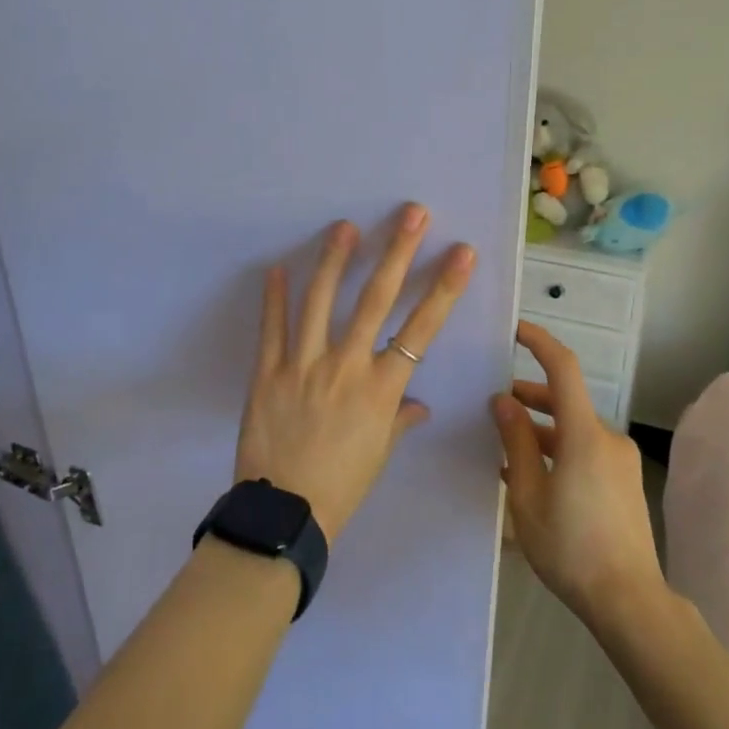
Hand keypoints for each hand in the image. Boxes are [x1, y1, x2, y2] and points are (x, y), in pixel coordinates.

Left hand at [236, 205, 476, 543]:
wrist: (284, 515)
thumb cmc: (342, 486)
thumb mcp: (379, 453)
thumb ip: (399, 420)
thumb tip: (417, 405)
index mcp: (382, 388)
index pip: (421, 328)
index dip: (444, 287)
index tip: (460, 252)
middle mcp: (347, 366)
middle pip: (377, 299)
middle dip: (397, 252)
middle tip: (411, 213)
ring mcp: (303, 365)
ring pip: (321, 301)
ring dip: (335, 259)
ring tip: (344, 226)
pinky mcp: (267, 372)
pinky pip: (272, 328)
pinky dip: (274, 297)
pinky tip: (278, 267)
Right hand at [492, 321, 663, 625]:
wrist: (629, 601)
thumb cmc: (570, 547)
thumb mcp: (528, 495)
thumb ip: (515, 442)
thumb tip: (503, 401)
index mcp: (583, 434)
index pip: (563, 368)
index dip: (539, 342)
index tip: (514, 331)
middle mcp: (606, 437)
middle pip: (565, 400)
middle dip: (529, 397)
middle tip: (494, 406)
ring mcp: (619, 459)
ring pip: (574, 428)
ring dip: (542, 428)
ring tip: (505, 447)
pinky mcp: (623, 480)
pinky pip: (586, 450)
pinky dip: (558, 449)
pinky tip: (533, 475)